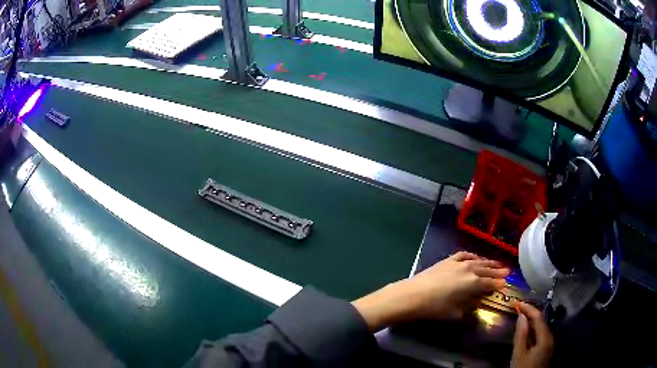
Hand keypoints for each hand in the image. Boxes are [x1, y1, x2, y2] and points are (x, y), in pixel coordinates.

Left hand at [352, 251, 509, 330]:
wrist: (413, 295)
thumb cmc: (434, 308)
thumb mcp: (455, 312)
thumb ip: (469, 305)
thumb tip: (478, 300)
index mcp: (473, 283)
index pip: (490, 283)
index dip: (498, 283)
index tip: (506, 283)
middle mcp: (469, 269)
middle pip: (487, 270)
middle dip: (497, 271)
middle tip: (507, 270)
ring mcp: (458, 262)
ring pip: (478, 261)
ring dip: (488, 262)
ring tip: (497, 263)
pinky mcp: (448, 260)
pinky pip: (464, 255)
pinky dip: (473, 256)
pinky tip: (476, 257)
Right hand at [511, 302, 553, 367]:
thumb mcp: (519, 355)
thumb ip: (521, 335)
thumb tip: (521, 316)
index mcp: (545, 338)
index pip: (538, 317)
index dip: (529, 308)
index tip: (518, 303)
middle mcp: (550, 338)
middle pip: (541, 322)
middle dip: (530, 314)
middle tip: (519, 309)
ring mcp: (549, 344)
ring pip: (541, 328)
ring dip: (531, 322)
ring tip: (521, 318)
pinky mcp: (546, 349)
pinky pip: (541, 335)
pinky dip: (533, 330)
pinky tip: (526, 332)